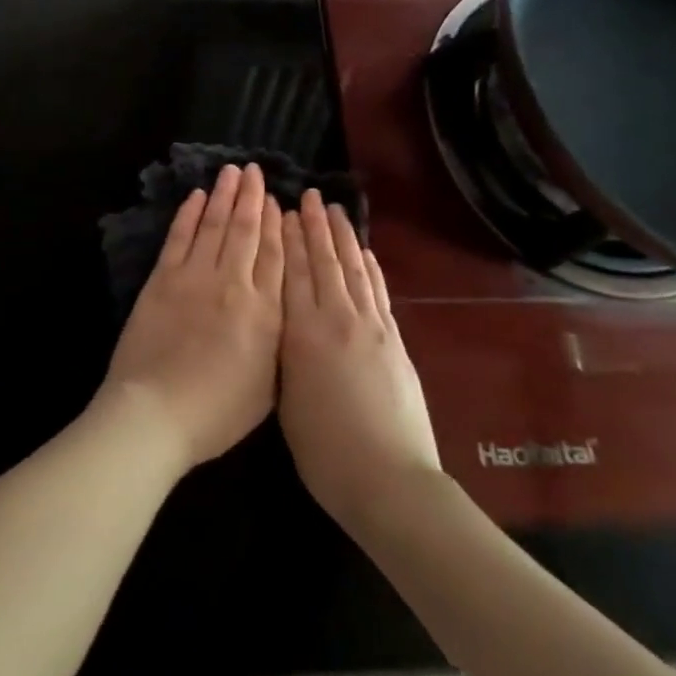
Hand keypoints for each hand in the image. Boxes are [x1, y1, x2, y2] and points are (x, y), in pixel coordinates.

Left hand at [100, 164, 283, 471]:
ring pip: (213, 225)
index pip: (275, 255)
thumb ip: (278, 339)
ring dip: (223, 196)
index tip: (278, 199)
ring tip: (231, 172)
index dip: (277, 223)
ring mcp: (194, 277)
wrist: (156, 412)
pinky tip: (196, 196)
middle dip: (252, 197)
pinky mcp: (162, 279)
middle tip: (254, 170)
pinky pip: (179, 237)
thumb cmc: (217, 411)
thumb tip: (282, 305)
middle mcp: (233, 284)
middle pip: (246, 231)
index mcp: (265, 311)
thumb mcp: (268, 384)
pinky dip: (189, 214)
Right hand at [279, 190, 442, 533]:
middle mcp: (336, 319)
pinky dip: (370, 268)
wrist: (389, 479)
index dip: (286, 238)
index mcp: (302, 333)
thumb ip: (282, 353)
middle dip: (314, 226)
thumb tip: (281, 323)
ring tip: (335, 210)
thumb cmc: (324, 451)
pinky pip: (378, 293)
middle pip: (323, 262)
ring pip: (353, 270)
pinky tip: (364, 253)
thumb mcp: (284, 398)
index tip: (281, 210)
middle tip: (308, 195)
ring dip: (343, 237)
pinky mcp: (394, 341)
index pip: (292, 272)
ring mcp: (371, 327)